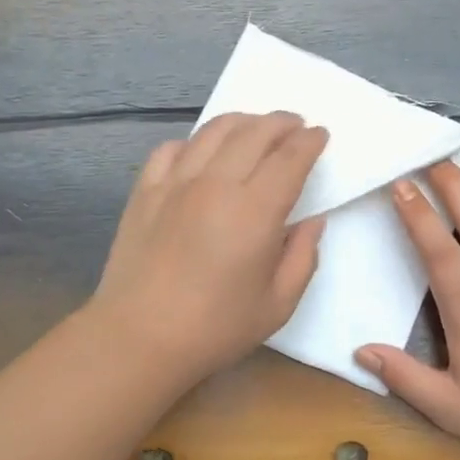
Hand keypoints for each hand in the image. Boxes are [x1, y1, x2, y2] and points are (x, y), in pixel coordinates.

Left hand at [89, 111, 328, 386]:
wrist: (139, 337)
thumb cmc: (215, 328)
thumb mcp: (277, 304)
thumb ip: (302, 258)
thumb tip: (312, 221)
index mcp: (254, 211)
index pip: (290, 158)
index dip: (310, 141)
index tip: (320, 134)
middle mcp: (215, 184)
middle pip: (254, 133)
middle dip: (281, 123)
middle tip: (295, 125)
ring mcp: (175, 183)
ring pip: (212, 132)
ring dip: (242, 122)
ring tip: (255, 127)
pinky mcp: (144, 192)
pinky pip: (170, 149)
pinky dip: (193, 142)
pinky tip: (201, 152)